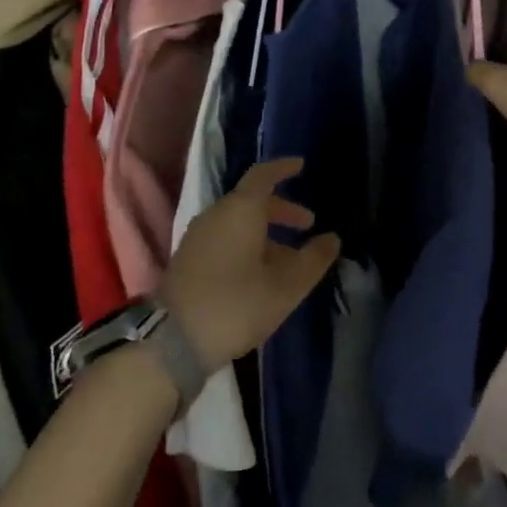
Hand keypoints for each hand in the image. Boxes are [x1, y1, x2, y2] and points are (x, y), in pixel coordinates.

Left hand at [162, 158, 339, 370]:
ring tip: (289, 258)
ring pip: (238, 222)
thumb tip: (332, 239)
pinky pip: (224, 238)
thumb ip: (313, 259)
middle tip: (307, 224)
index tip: (301, 166)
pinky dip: (247, 243)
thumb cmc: (236, 304)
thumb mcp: (286, 286)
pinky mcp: (188, 258)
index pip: (264, 175)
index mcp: (241, 209)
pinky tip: (259, 272)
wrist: (174, 341)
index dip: (283, 168)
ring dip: (265, 231)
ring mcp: (198, 236)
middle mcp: (217, 214)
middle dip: (281, 210)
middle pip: (252, 200)